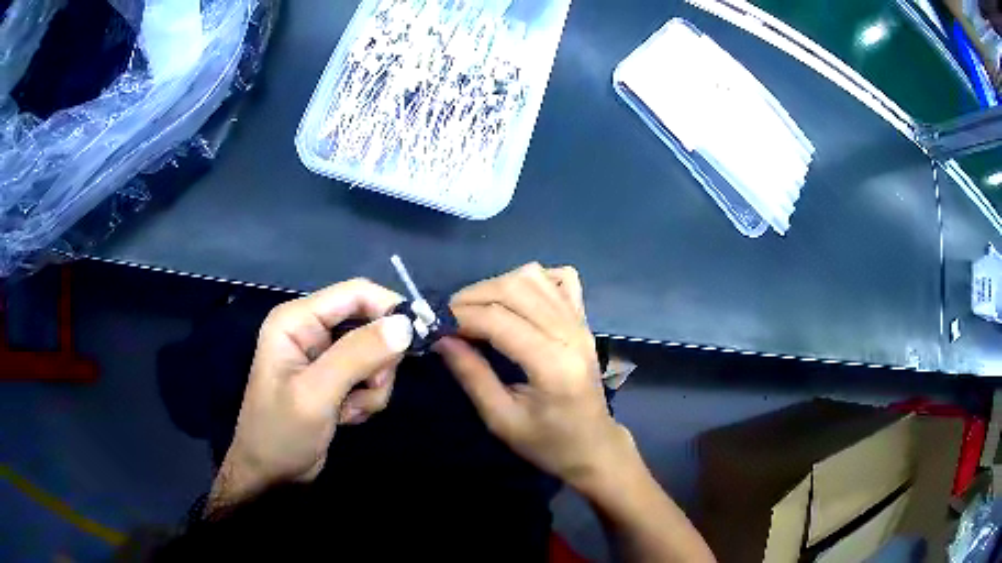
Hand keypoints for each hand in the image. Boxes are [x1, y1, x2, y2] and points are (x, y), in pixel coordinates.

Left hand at [209, 279, 412, 513]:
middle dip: (378, 359)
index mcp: (297, 320)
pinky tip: (346, 416)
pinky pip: (369, 376)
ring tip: (350, 410)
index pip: (356, 293)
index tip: (419, 337)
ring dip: (373, 385)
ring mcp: (323, 355)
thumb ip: (357, 355)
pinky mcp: (334, 378)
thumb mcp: (317, 394)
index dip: (389, 308)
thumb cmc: (282, 432)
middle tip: (370, 388)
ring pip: (374, 353)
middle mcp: (311, 330)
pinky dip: (367, 398)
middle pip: (369, 323)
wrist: (272, 475)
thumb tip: (406, 324)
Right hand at [435, 263, 632, 490]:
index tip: (436, 326)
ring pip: (535, 277)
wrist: (593, 445)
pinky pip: (560, 279)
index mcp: (552, 364)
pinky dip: (534, 280)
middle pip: (516, 288)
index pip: (499, 320)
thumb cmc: (547, 442)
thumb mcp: (501, 419)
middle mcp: (570, 333)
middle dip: (474, 296)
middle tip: (450, 318)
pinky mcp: (584, 320)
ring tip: (477, 309)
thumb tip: (441, 339)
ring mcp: (581, 322)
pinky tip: (517, 300)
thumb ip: (472, 376)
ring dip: (497, 285)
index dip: (461, 317)